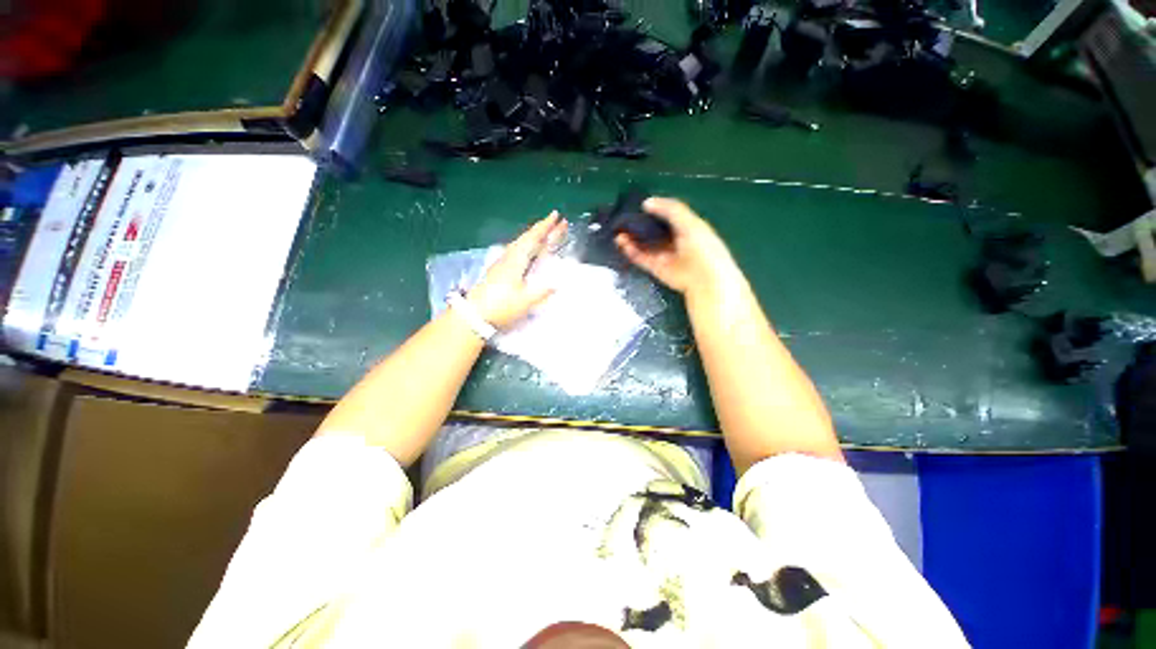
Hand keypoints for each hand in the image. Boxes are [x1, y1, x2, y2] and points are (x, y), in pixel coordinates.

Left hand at [467, 211, 567, 328]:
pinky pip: (518, 252)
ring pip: (522, 244)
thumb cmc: (501, 306)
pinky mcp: (499, 271)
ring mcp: (503, 263)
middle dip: (544, 230)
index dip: (546, 227)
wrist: (474, 314)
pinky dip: (529, 247)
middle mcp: (509, 257)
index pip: (533, 238)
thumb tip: (556, 284)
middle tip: (558, 223)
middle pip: (528, 238)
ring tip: (547, 234)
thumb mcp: (525, 301)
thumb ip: (542, 292)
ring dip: (536, 237)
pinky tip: (530, 251)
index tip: (557, 215)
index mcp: (517, 260)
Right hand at [615, 198, 742, 302]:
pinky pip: (640, 258)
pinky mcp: (655, 268)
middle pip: (652, 230)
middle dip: (638, 224)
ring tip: (618, 231)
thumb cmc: (701, 247)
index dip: (653, 210)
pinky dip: (631, 251)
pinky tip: (622, 243)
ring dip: (631, 237)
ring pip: (643, 244)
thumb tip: (646, 202)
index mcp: (686, 227)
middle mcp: (673, 240)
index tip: (638, 205)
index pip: (666, 215)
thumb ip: (670, 209)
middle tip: (624, 218)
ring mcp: (663, 255)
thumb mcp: (689, 222)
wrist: (703, 278)